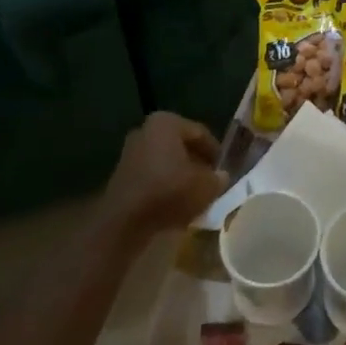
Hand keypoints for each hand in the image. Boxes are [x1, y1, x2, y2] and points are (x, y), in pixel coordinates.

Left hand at [99, 113, 227, 244]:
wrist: (123, 222)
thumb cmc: (168, 191)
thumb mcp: (205, 186)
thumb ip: (217, 179)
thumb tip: (221, 177)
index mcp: (166, 122)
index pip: (199, 133)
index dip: (215, 152)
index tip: (224, 170)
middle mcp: (146, 130)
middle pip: (181, 146)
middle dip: (196, 163)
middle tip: (210, 182)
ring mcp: (130, 152)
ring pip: (166, 162)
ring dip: (180, 176)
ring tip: (195, 196)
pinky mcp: (122, 175)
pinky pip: (152, 176)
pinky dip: (164, 186)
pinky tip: (175, 205)